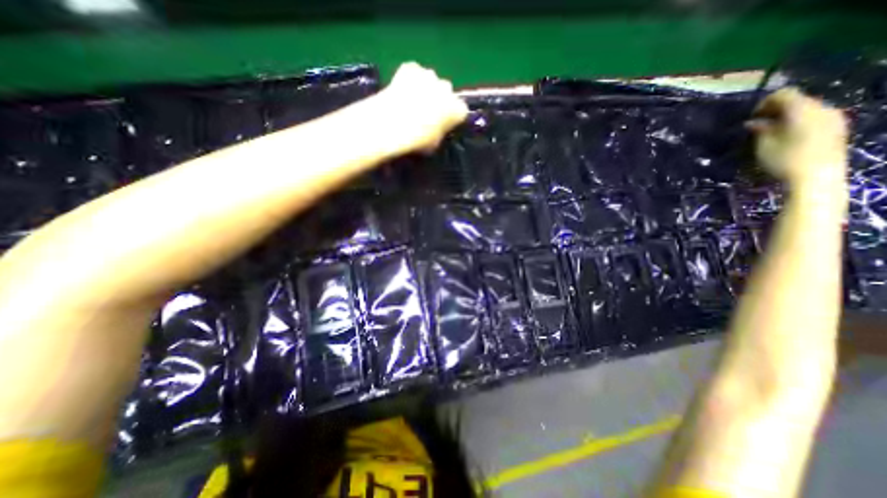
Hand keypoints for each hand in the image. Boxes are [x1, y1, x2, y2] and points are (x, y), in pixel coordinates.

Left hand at [375, 62, 470, 153]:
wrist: (393, 125)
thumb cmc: (418, 140)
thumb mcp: (435, 144)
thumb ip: (440, 133)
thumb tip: (436, 130)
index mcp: (458, 109)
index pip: (461, 112)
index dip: (452, 119)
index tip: (444, 125)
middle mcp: (448, 88)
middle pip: (447, 93)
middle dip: (440, 101)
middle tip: (427, 115)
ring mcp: (429, 75)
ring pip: (430, 82)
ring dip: (425, 90)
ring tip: (411, 103)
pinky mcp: (410, 67)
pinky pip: (413, 74)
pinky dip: (409, 81)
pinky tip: (400, 93)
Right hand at [751, 88, 847, 190]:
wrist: (816, 176)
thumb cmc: (784, 159)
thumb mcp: (764, 145)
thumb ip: (760, 130)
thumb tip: (753, 123)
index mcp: (802, 109)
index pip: (783, 94)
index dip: (764, 103)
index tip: (751, 118)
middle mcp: (822, 108)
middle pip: (797, 100)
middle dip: (776, 111)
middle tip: (758, 126)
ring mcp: (833, 117)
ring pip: (806, 109)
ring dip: (787, 117)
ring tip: (771, 133)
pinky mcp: (836, 128)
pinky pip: (814, 118)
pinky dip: (798, 122)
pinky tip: (787, 137)